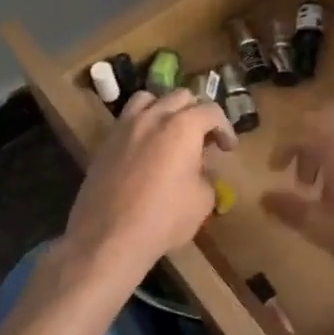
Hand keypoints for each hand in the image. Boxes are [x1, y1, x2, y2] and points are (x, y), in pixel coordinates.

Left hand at [58, 90, 235, 290]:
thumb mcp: (202, 201)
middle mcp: (153, 117)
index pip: (211, 112)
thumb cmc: (164, 218)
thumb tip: (199, 171)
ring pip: (148, 99)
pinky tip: (146, 150)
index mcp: (183, 126)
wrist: (109, 237)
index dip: (225, 128)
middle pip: (180, 97)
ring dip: (164, 109)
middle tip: (202, 139)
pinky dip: (142, 125)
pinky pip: (127, 121)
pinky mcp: (105, 143)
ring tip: (170, 132)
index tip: (227, 148)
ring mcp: (125, 127)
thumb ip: (206, 176)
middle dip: (196, 113)